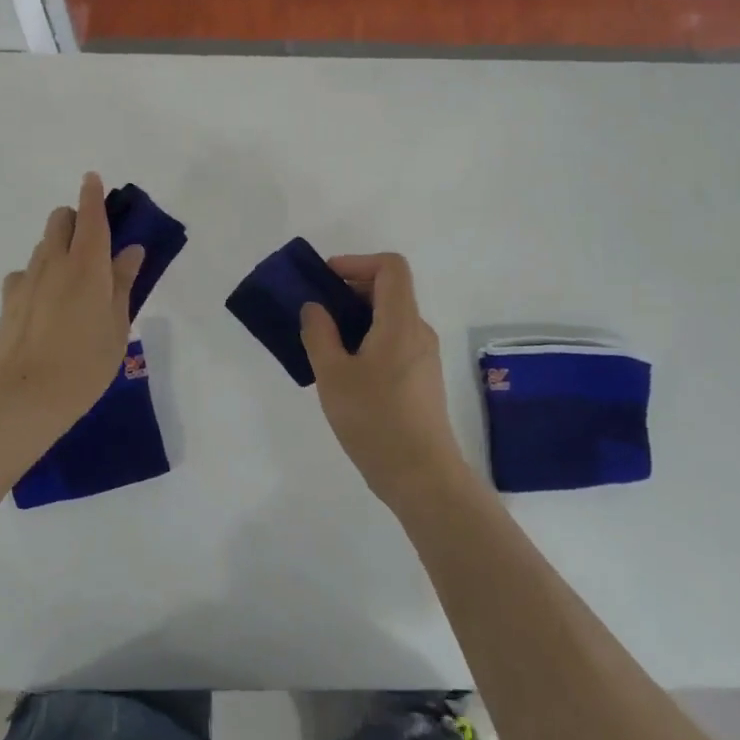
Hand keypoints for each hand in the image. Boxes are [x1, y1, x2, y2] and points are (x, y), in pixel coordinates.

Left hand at [0, 173, 142, 436]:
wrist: (26, 395)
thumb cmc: (86, 362)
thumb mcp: (117, 325)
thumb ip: (123, 283)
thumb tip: (130, 251)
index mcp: (88, 265)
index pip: (90, 217)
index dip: (92, 195)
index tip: (92, 178)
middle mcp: (54, 262)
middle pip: (59, 220)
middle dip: (75, 219)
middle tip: (92, 244)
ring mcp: (27, 279)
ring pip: (43, 245)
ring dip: (58, 247)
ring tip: (72, 280)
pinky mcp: (9, 299)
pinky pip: (26, 273)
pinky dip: (38, 276)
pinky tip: (45, 302)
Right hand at [301, 253, 471, 512]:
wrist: (422, 477)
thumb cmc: (375, 420)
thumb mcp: (333, 375)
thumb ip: (319, 334)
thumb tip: (315, 307)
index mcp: (401, 322)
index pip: (391, 266)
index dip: (357, 262)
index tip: (326, 281)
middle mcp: (418, 332)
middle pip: (390, 291)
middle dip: (350, 291)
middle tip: (316, 313)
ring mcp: (424, 358)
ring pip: (390, 319)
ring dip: (357, 320)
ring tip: (324, 345)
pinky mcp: (423, 381)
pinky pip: (394, 343)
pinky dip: (368, 341)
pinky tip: (345, 373)